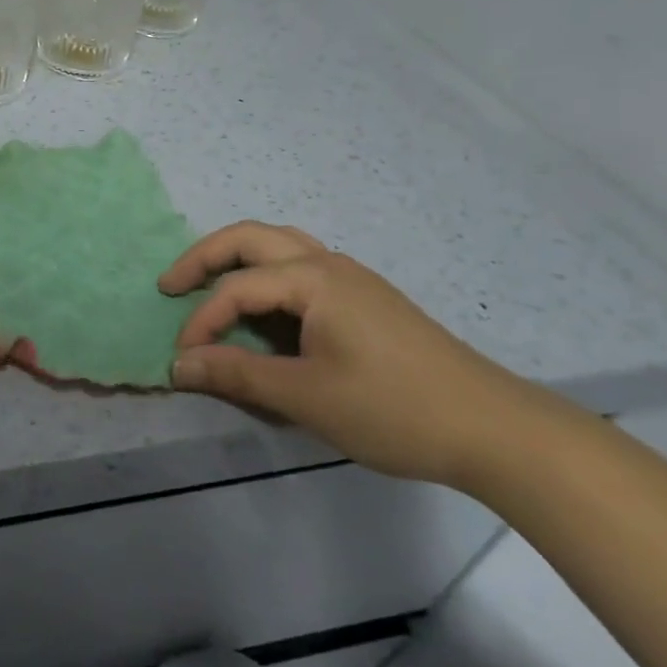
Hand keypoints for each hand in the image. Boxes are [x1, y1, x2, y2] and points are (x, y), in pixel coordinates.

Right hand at [161, 222, 552, 485]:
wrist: (494, 429)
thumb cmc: (393, 408)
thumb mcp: (306, 396)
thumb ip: (237, 375)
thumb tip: (178, 366)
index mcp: (313, 279)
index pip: (236, 288)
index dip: (201, 322)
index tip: (182, 361)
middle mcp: (328, 263)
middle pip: (251, 238)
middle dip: (204, 257)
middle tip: (171, 285)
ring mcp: (352, 278)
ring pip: (279, 246)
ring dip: (237, 260)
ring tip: (211, 287)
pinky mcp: (366, 299)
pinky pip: (301, 268)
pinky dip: (266, 276)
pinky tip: (265, 310)